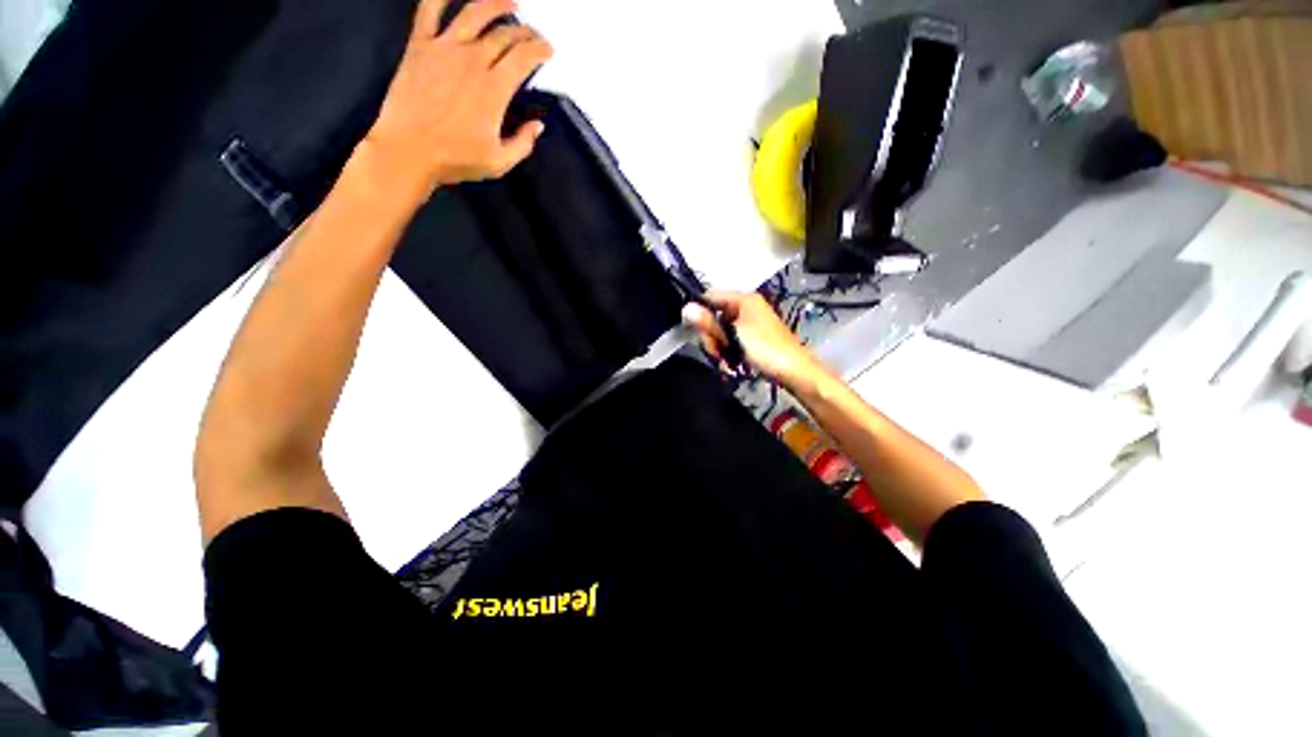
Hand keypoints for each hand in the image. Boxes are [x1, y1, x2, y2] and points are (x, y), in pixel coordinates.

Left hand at [362, 0, 552, 195]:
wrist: (406, 151)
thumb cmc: (454, 159)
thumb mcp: (499, 162)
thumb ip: (523, 144)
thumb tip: (538, 126)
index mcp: (493, 89)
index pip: (524, 57)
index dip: (540, 49)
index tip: (548, 50)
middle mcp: (472, 61)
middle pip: (505, 34)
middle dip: (525, 32)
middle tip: (533, 35)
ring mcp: (444, 49)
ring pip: (474, 12)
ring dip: (496, 3)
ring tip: (510, 2)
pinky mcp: (419, 46)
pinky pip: (429, 10)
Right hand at [682, 291, 831, 389]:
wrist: (795, 371)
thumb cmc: (765, 349)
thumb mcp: (734, 335)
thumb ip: (709, 323)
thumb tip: (685, 308)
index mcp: (744, 300)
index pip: (711, 296)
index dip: (700, 311)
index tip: (694, 330)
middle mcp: (747, 307)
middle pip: (714, 316)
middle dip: (712, 336)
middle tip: (717, 351)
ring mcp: (750, 323)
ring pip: (722, 332)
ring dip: (720, 348)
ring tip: (727, 361)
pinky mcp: (753, 338)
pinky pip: (732, 341)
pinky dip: (729, 353)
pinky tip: (732, 364)